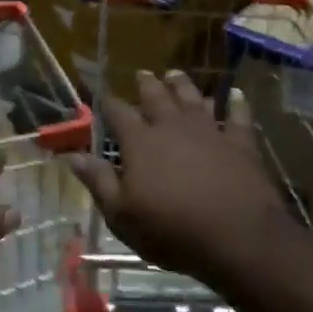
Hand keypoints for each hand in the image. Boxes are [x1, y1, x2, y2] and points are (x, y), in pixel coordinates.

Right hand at [71, 70, 291, 287]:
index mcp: (140, 142)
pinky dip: (235, 104)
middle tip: (142, 73)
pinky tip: (234, 94)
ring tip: (175, 74)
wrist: (238, 238)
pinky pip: (237, 116)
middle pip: (156, 97)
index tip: (100, 94)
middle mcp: (172, 127)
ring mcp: (209, 132)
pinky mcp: (240, 143)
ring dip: (182, 85)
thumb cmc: (172, 230)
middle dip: (146, 84)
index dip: (107, 102)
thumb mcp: (122, 215)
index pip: (118, 113)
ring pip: (192, 98)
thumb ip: (98, 181)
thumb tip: (72, 155)